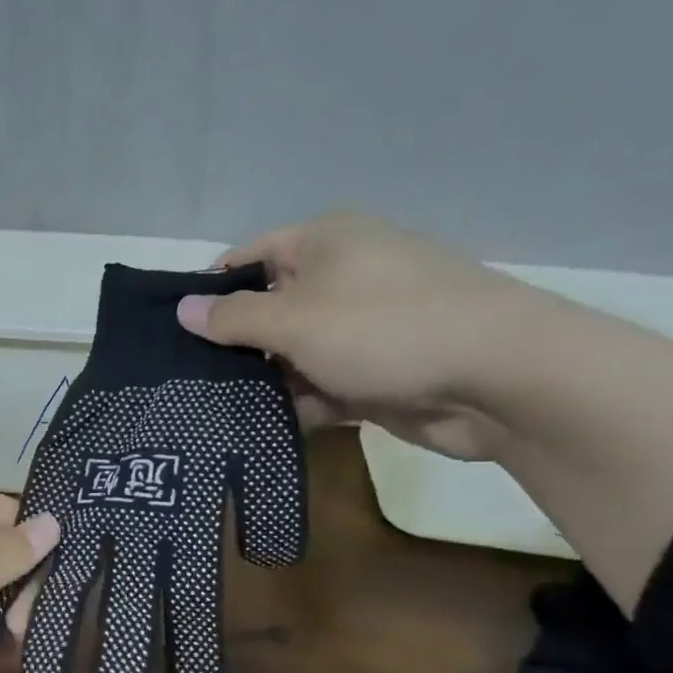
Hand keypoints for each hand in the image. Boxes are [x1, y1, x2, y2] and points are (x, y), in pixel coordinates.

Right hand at [175, 212, 550, 459]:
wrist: (497, 377)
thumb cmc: (384, 329)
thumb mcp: (294, 320)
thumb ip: (233, 318)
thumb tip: (182, 309)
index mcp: (324, 242)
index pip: (248, 257)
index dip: (210, 290)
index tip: (175, 332)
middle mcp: (342, 277)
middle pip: (269, 308)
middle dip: (234, 345)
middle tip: (187, 381)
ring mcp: (363, 327)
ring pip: (294, 353)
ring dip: (265, 381)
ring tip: (215, 412)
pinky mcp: (378, 371)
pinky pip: (323, 384)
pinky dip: (300, 404)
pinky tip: (265, 429)